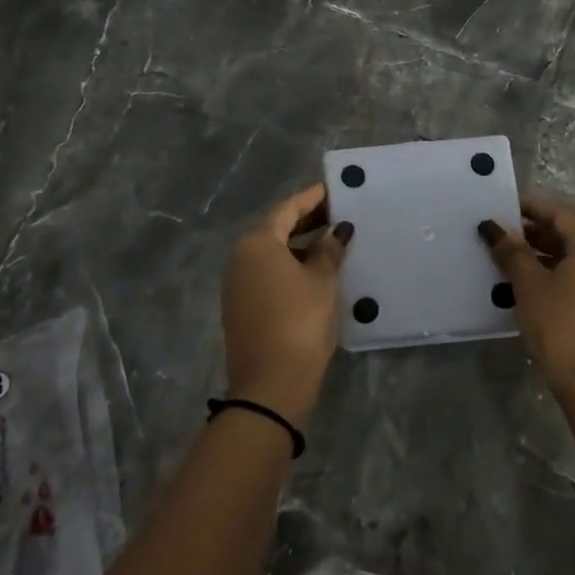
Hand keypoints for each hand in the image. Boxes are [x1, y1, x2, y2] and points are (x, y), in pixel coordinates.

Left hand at [220, 184, 350, 425]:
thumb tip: (337, 230)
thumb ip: (329, 250)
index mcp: (258, 243)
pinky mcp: (240, 305)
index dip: (312, 198)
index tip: (334, 190)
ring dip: (299, 244)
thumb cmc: (299, 322)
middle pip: (275, 228)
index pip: (287, 208)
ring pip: (271, 252)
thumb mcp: (322, 282)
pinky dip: (289, 264)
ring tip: (332, 241)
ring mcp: (236, 282)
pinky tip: (314, 270)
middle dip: (306, 220)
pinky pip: (266, 272)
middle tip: (338, 214)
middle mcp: (240, 256)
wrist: (269, 385)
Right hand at [480, 195, 574, 400]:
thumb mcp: (529, 284)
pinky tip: (525, 291)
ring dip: (540, 256)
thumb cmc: (562, 325)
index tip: (501, 210)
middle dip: (532, 233)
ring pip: (571, 258)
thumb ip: (511, 252)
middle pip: (568, 233)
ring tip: (506, 265)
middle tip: (499, 238)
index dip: (529, 207)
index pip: (560, 212)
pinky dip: (552, 276)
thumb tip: (494, 227)